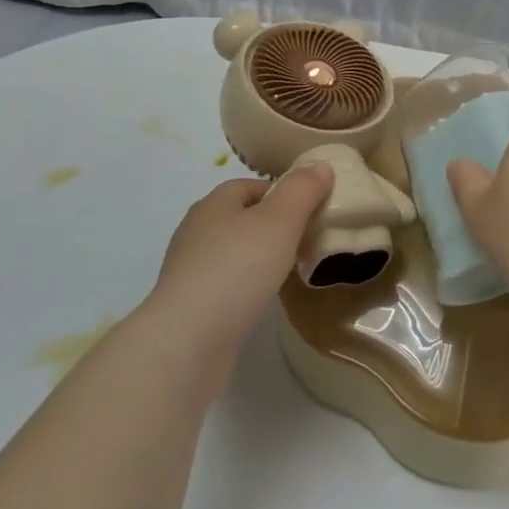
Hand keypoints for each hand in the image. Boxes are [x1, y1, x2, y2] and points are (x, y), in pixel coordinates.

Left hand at [148, 165, 334, 353]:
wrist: (187, 342)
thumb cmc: (237, 270)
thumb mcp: (280, 221)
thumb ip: (303, 190)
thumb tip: (321, 166)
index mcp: (214, 203)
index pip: (253, 185)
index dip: (284, 193)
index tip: (312, 210)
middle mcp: (197, 230)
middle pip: (243, 217)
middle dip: (274, 225)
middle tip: (308, 240)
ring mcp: (190, 269)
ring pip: (234, 252)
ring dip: (260, 257)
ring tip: (291, 271)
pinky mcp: (190, 305)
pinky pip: (226, 284)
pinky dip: (247, 286)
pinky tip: (263, 300)